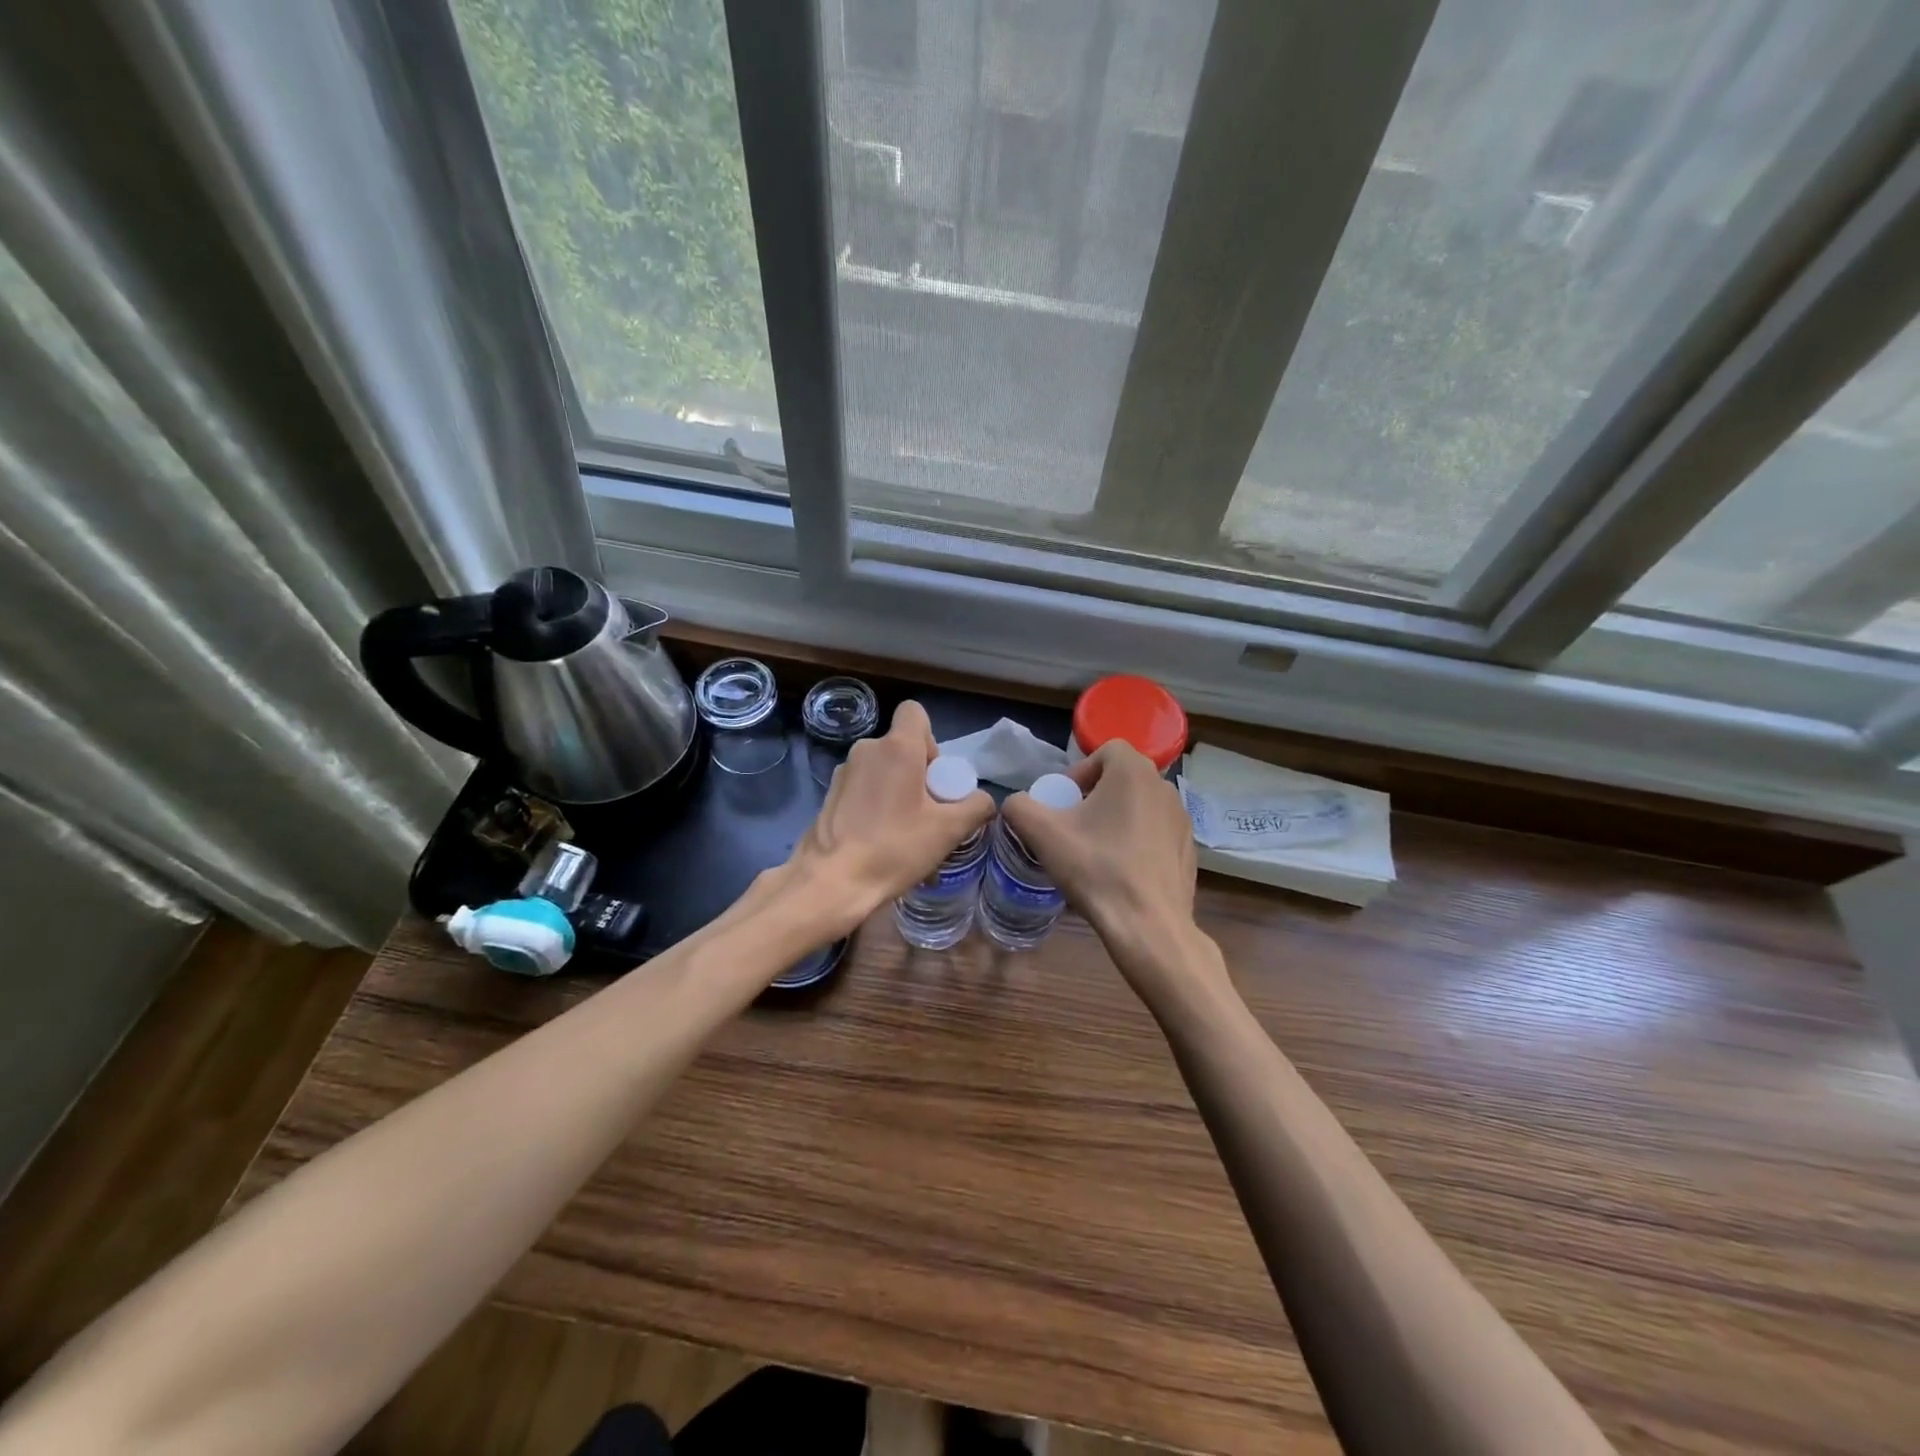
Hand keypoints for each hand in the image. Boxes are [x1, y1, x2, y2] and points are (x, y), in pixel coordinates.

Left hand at [783, 699, 994, 937]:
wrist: (832, 880)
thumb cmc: (895, 848)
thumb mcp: (949, 830)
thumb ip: (976, 807)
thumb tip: (983, 800)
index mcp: (897, 748)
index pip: (914, 712)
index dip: (931, 738)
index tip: (935, 776)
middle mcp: (867, 749)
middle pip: (901, 745)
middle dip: (918, 771)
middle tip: (928, 810)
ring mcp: (844, 771)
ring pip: (882, 768)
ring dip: (897, 788)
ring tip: (905, 830)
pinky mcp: (830, 794)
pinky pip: (864, 787)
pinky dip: (876, 803)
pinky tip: (880, 838)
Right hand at [1002, 741, 1215, 998]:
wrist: (1148, 926)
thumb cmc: (1096, 869)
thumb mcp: (1042, 834)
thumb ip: (1019, 807)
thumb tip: (1017, 804)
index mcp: (1133, 772)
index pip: (1106, 750)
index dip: (1080, 772)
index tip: (1064, 804)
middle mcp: (1164, 786)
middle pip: (1122, 778)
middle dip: (1095, 796)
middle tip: (1074, 827)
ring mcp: (1182, 819)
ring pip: (1140, 806)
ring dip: (1116, 819)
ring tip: (1096, 852)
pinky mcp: (1189, 849)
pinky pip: (1156, 833)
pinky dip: (1137, 842)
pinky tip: (1122, 872)